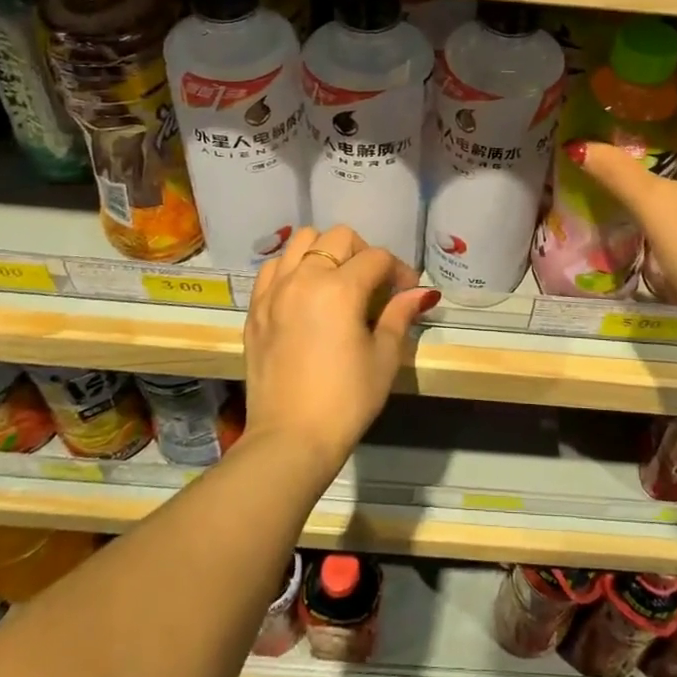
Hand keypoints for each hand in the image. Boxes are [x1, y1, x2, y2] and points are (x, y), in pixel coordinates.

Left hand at [242, 225, 438, 481]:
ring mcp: (274, 291)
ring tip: (336, 279)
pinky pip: (274, 268)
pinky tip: (304, 292)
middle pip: (338, 237)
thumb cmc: (346, 401)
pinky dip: (293, 268)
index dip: (398, 270)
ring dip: (324, 251)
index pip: (377, 257)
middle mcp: (304, 278)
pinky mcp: (256, 309)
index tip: (407, 290)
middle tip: (373, 283)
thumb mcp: (384, 358)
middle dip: (363, 251)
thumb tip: (420, 293)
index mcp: (340, 288)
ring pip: (300, 241)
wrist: (290, 440)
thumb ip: (399, 316)